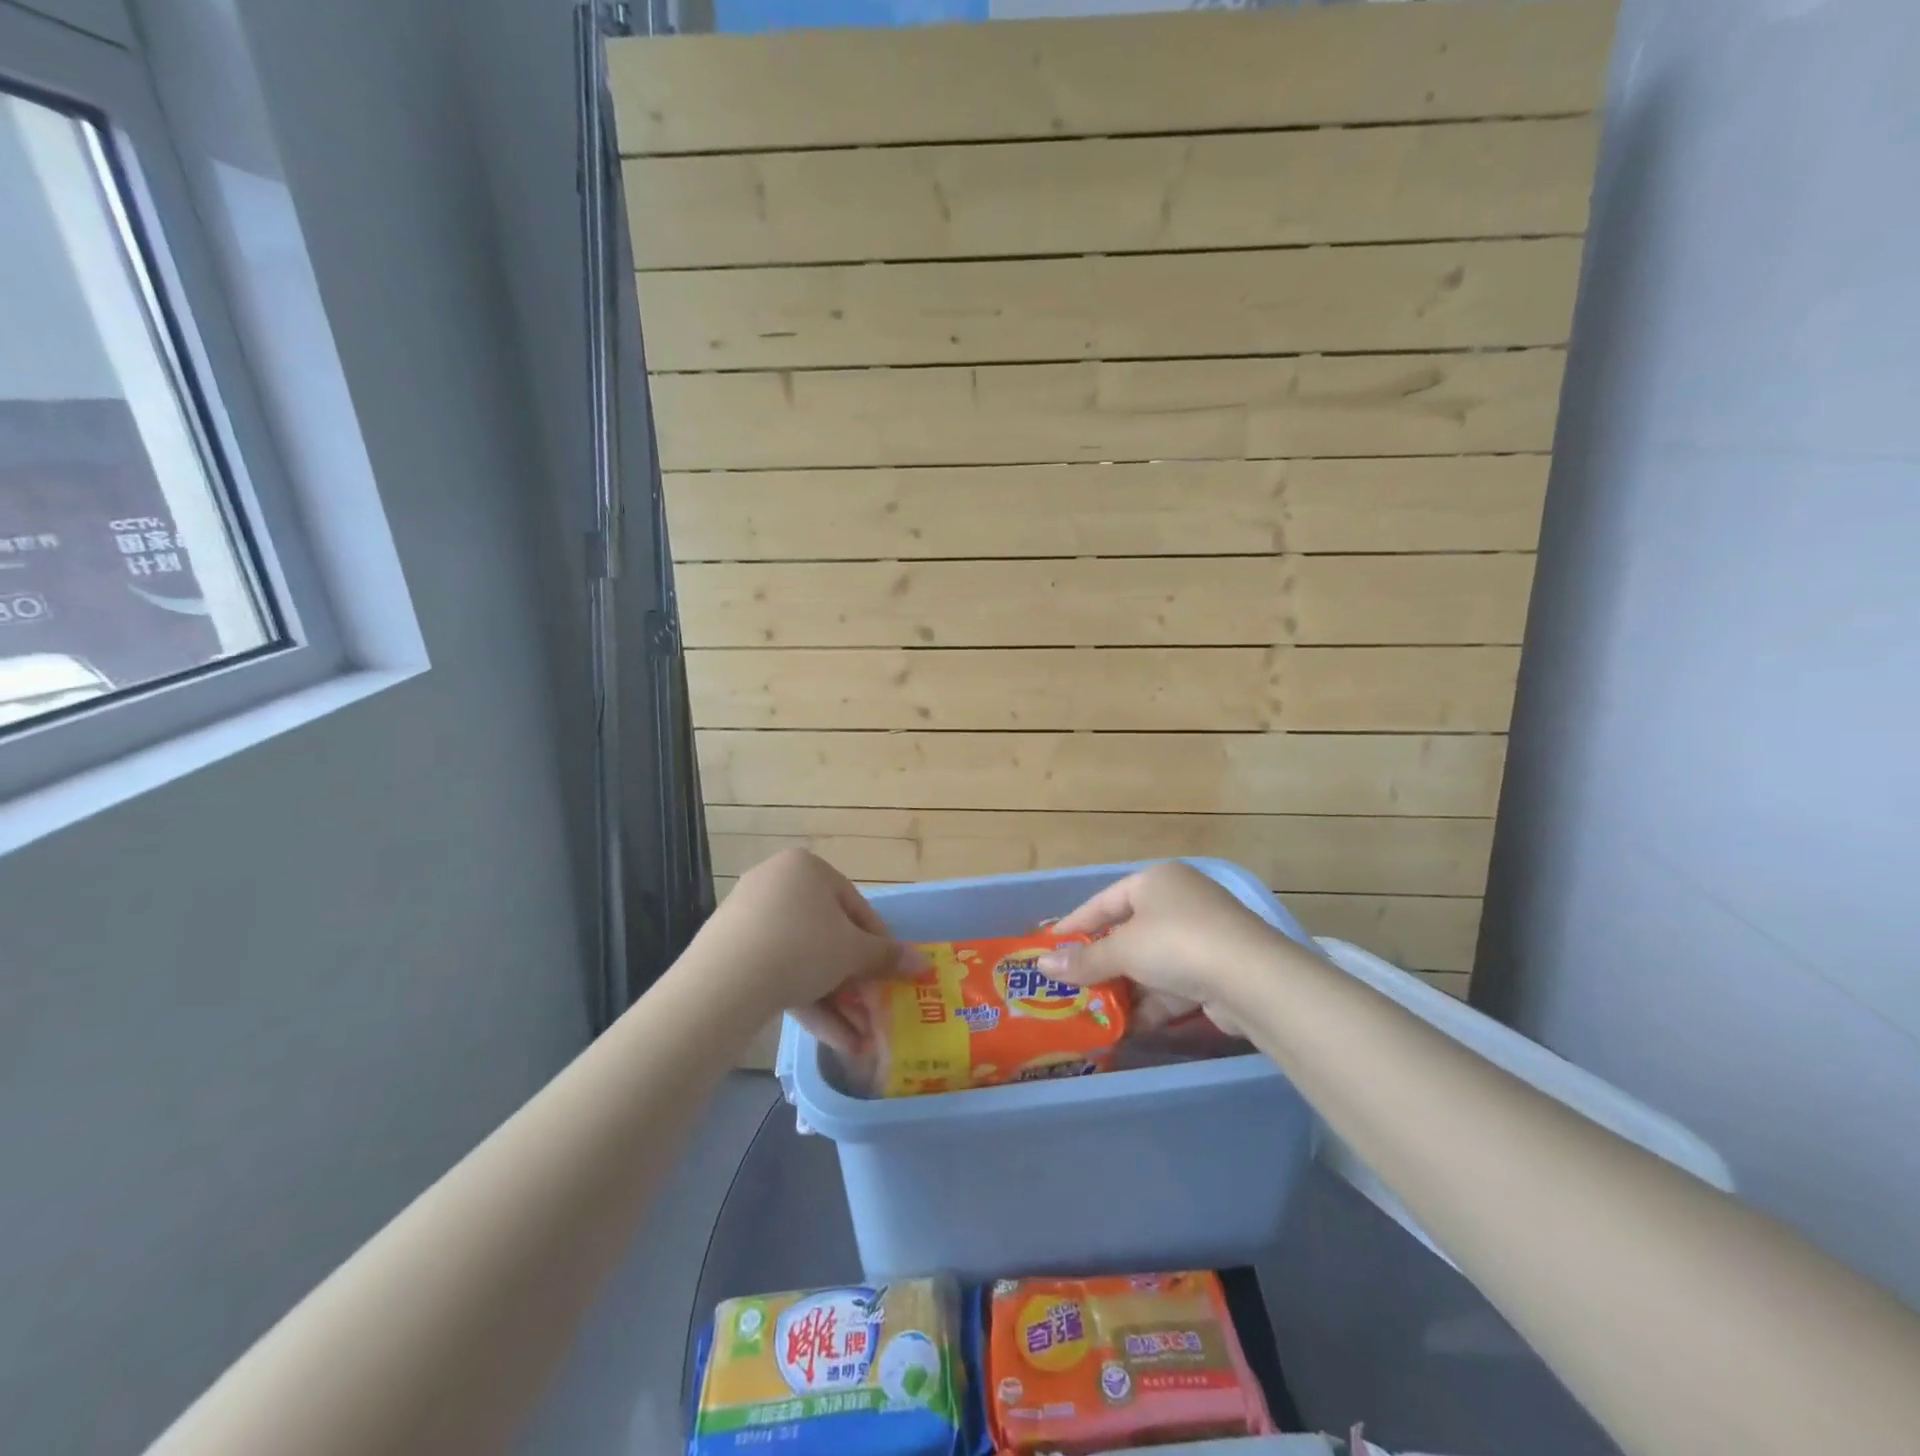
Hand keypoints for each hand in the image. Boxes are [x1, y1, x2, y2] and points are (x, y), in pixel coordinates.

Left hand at [695, 848, 922, 1054]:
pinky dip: (806, 1002)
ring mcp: (750, 919)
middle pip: (828, 936)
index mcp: (807, 869)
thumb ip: (887, 957)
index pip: (856, 906)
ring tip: (859, 1041)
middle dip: (854, 982)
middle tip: (874, 1011)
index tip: (892, 974)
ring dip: (836, 1001)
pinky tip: (834, 1040)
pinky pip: (778, 973)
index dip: (879, 944)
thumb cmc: (803, 947)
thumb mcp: (853, 952)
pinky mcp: (732, 953)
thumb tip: (923, 964)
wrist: (725, 981)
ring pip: (804, 960)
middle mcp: (777, 884)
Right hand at [1037, 862, 1284, 1035]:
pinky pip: (1174, 985)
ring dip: (1126, 989)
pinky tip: (1130, 1027)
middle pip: (1129, 933)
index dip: (1075, 924)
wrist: (1252, 979)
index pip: (1104, 901)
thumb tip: (1042, 966)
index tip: (1049, 947)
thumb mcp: (1123, 950)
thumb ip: (1084, 960)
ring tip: (1095, 1013)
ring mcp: (1202, 936)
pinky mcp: (1217, 970)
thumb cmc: (1176, 944)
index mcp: (1156, 881)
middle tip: (1071, 986)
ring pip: (1152, 963)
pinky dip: (1153, 1004)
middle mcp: (1180, 901)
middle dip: (1102, 964)